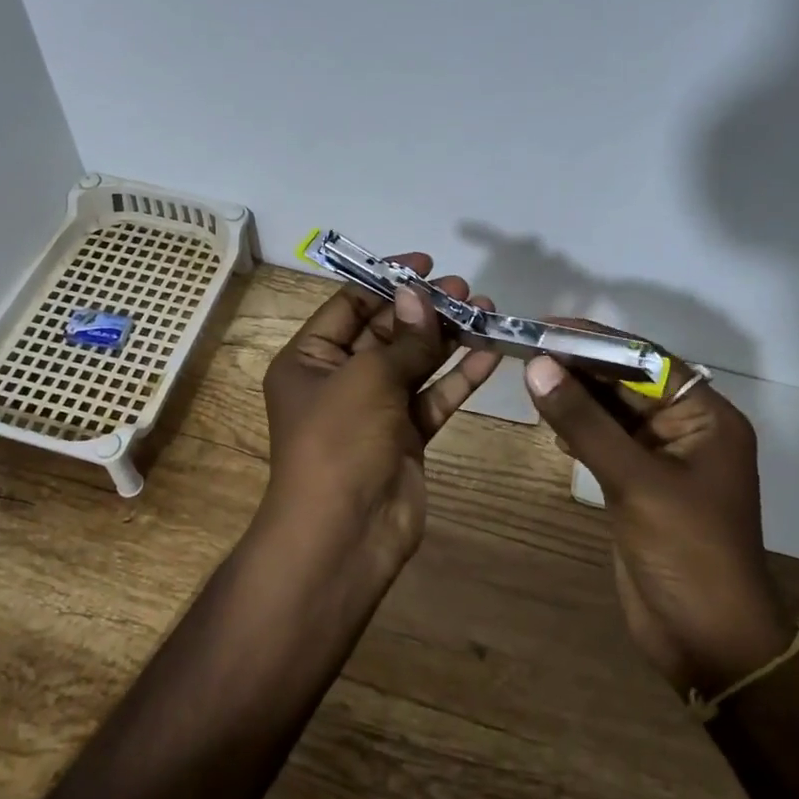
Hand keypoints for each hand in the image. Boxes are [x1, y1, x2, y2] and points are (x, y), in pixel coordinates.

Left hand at [261, 254, 501, 573]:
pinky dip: (458, 377)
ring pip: (414, 363)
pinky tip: (489, 353)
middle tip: (466, 288)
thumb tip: (419, 295)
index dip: (386, 281)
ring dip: (447, 338)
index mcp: (309, 360)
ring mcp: (374, 411)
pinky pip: (432, 398)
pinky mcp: (405, 437)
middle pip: (385, 332)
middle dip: (424, 309)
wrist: (345, 534)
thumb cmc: (339, 443)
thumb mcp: (367, 379)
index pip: (348, 306)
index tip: (426, 264)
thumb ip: (402, 338)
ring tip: (486, 309)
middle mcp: (339, 381)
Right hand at [522, 336, 795, 696]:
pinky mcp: (638, 487)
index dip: (597, 340)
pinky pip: (603, 444)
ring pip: (611, 413)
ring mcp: (660, 460)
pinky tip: (549, 422)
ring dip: (574, 396)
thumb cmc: (687, 553)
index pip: (646, 360)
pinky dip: (576, 430)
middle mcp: (685, 430)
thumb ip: (585, 423)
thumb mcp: (635, 481)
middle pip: (627, 383)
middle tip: (525, 348)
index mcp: (705, 417)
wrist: (708, 640)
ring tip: (528, 376)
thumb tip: (539, 366)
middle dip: (580, 366)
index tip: (547, 324)